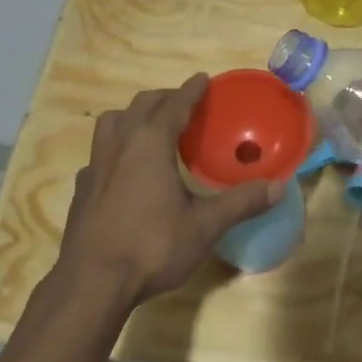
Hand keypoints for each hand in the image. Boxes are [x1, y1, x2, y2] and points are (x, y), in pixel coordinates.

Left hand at [56, 75, 282, 308]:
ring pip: (112, 123)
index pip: (174, 104)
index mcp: (151, 143)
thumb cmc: (151, 246)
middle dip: (164, 99)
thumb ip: (241, 203)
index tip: (203, 79)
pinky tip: (124, 170)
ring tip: (151, 128)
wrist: (92, 283)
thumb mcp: (204, 226)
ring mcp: (95, 165)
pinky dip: (116, 148)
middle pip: (141, 106)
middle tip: (184, 104)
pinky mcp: (82, 188)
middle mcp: (120, 144)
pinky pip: (100, 153)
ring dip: (134, 116)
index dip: (191, 90)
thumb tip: (279, 187)